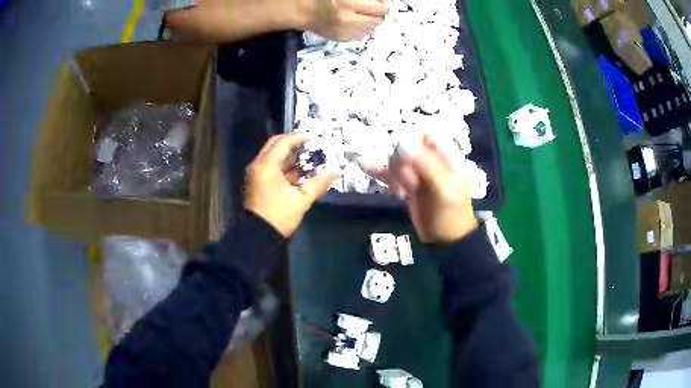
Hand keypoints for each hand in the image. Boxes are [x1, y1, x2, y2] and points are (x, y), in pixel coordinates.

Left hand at [244, 134, 337, 236]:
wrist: (258, 236)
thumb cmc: (279, 216)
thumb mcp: (301, 200)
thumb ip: (319, 183)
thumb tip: (335, 172)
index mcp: (267, 165)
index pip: (284, 142)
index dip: (300, 138)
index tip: (315, 139)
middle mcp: (258, 165)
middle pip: (275, 144)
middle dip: (293, 143)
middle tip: (310, 145)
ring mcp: (255, 173)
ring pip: (272, 155)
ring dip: (289, 155)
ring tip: (308, 159)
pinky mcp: (256, 182)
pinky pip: (270, 166)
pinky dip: (283, 165)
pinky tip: (298, 172)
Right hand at [296, 0, 386, 40]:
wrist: (303, 11)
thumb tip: (381, 2)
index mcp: (348, 4)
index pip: (379, 8)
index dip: (382, 3)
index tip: (380, 1)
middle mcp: (348, 20)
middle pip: (378, 20)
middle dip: (378, 13)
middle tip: (373, 8)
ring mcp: (345, 32)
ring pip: (371, 28)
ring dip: (371, 21)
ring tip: (362, 14)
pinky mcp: (342, 39)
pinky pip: (361, 34)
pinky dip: (362, 28)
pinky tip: (354, 21)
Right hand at [361, 135, 477, 242]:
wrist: (445, 240)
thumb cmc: (450, 213)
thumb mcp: (444, 188)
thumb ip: (426, 165)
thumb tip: (402, 145)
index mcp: (447, 157)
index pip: (428, 137)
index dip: (414, 143)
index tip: (406, 157)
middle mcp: (433, 161)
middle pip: (409, 148)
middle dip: (402, 163)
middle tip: (407, 182)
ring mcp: (419, 174)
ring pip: (399, 161)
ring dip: (394, 174)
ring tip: (399, 192)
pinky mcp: (407, 186)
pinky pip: (392, 175)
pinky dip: (379, 171)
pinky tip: (363, 164)